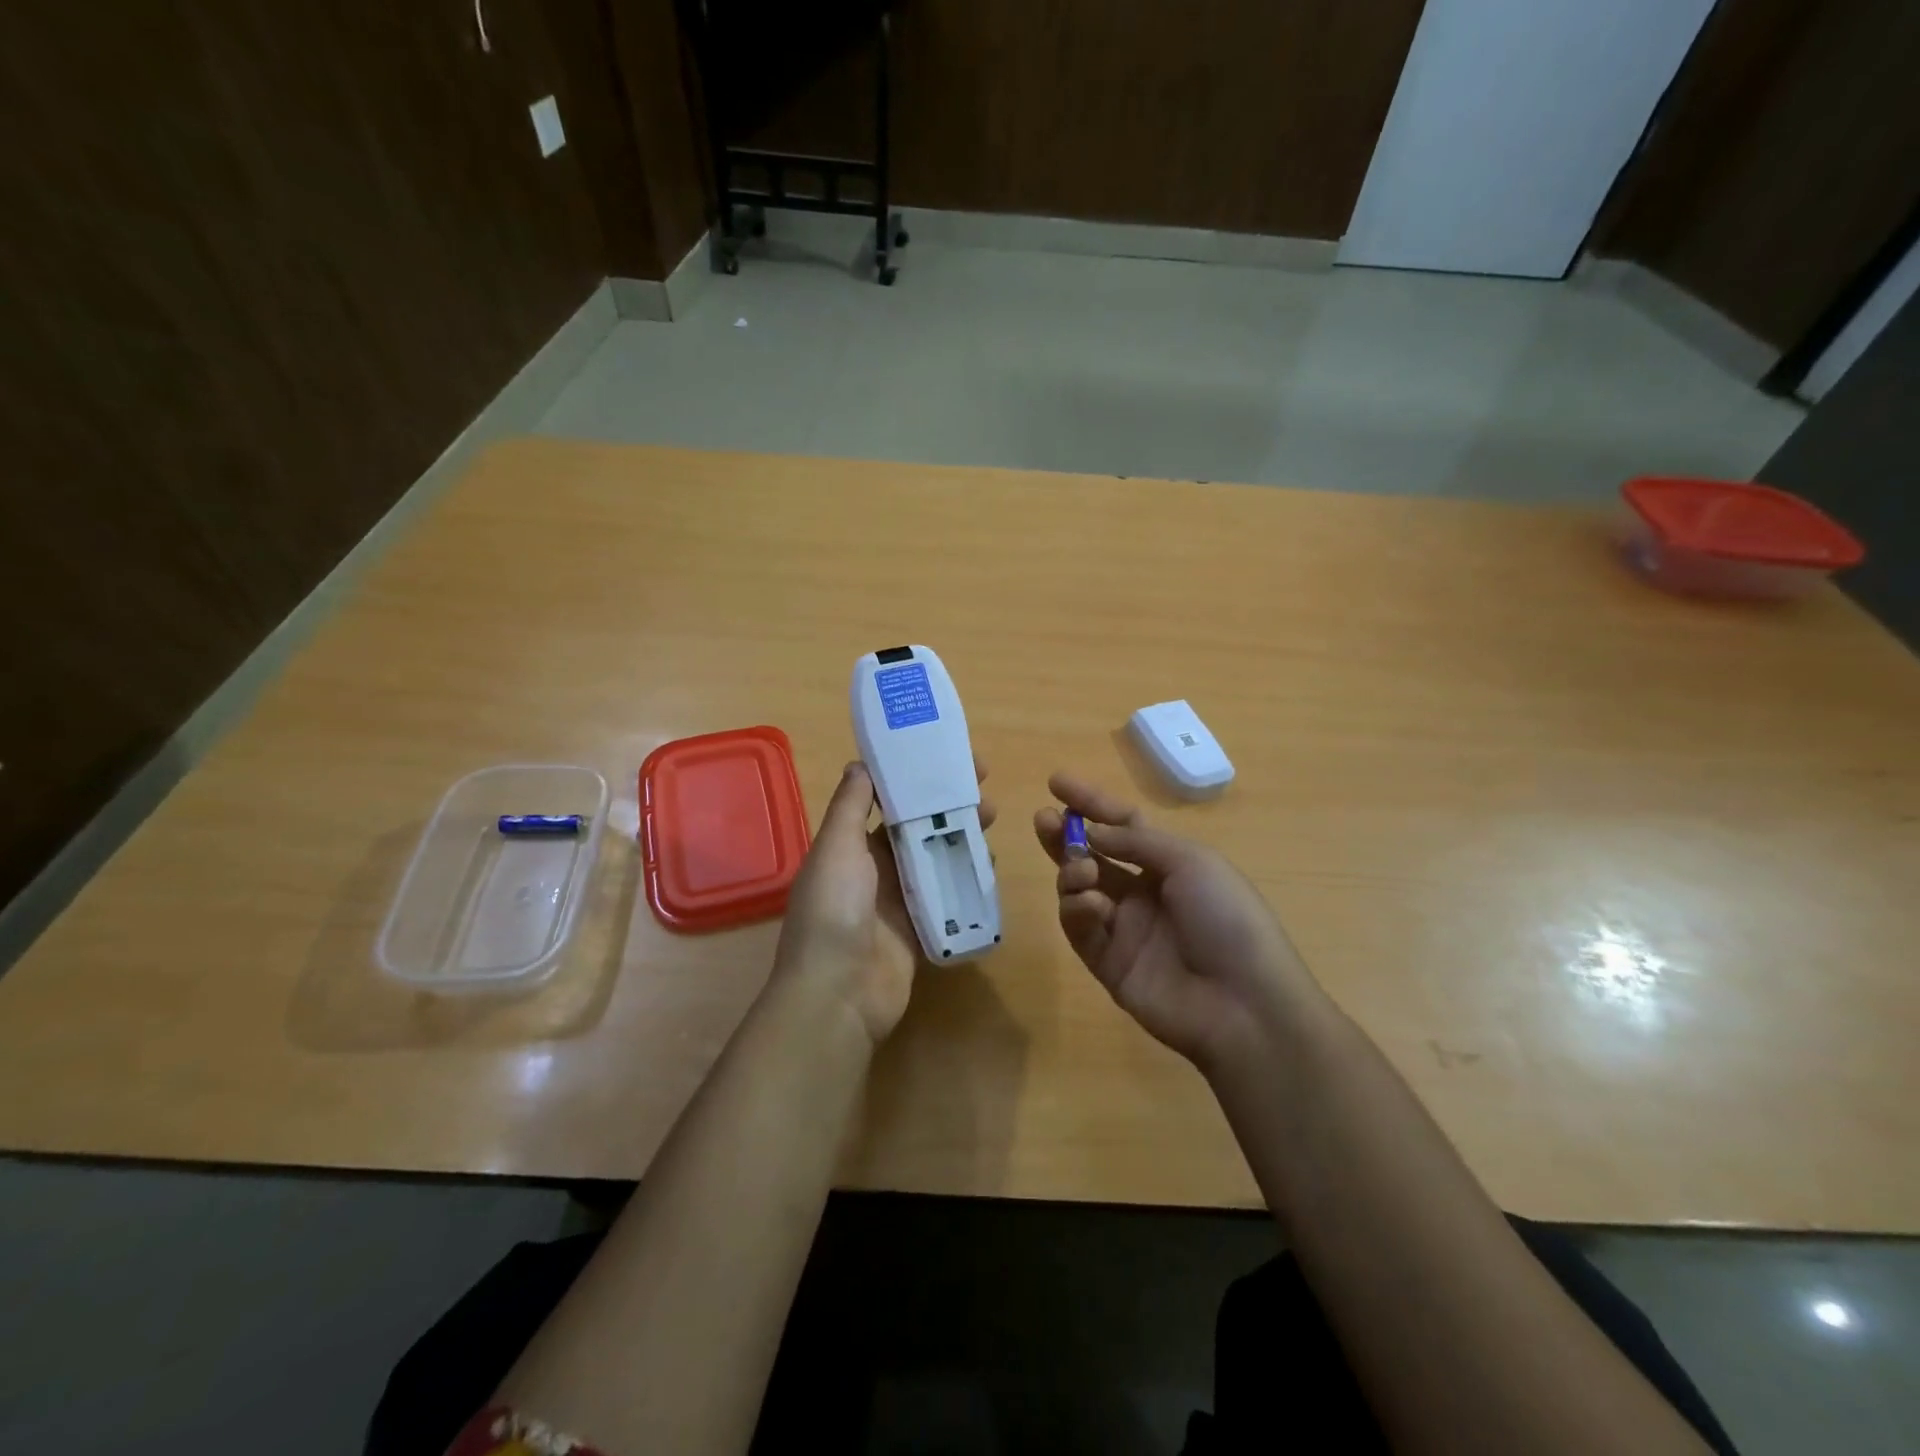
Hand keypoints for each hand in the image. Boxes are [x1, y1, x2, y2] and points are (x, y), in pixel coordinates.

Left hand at [775, 760, 994, 1044]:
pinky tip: (991, 862)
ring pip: (936, 859)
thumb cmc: (834, 912)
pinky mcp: (920, 930)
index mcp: (851, 846)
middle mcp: (874, 870)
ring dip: (962, 836)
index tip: (946, 758)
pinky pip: (947, 897)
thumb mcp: (836, 849)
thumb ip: (850, 807)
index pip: (886, 801)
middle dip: (947, 805)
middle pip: (917, 828)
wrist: (839, 996)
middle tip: (983, 787)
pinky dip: (966, 879)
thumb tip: (860, 763)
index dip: (915, 779)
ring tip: (993, 817)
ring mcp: (899, 901)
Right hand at [1034, 772, 1317, 1070]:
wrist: (1244, 1003)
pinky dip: (1078, 910)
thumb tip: (1091, 832)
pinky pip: (1080, 928)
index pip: (1122, 825)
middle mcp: (1143, 892)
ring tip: (1081, 871)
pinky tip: (1092, 905)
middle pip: (1092, 855)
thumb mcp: (1191, 862)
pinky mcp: (1107, 963)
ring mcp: (1124, 929)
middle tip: (1044, 819)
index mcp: (1169, 864)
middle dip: (1065, 836)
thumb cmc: (1227, 918)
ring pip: (1080, 890)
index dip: (1091, 803)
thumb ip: (1135, 842)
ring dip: (1072, 871)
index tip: (1056, 782)